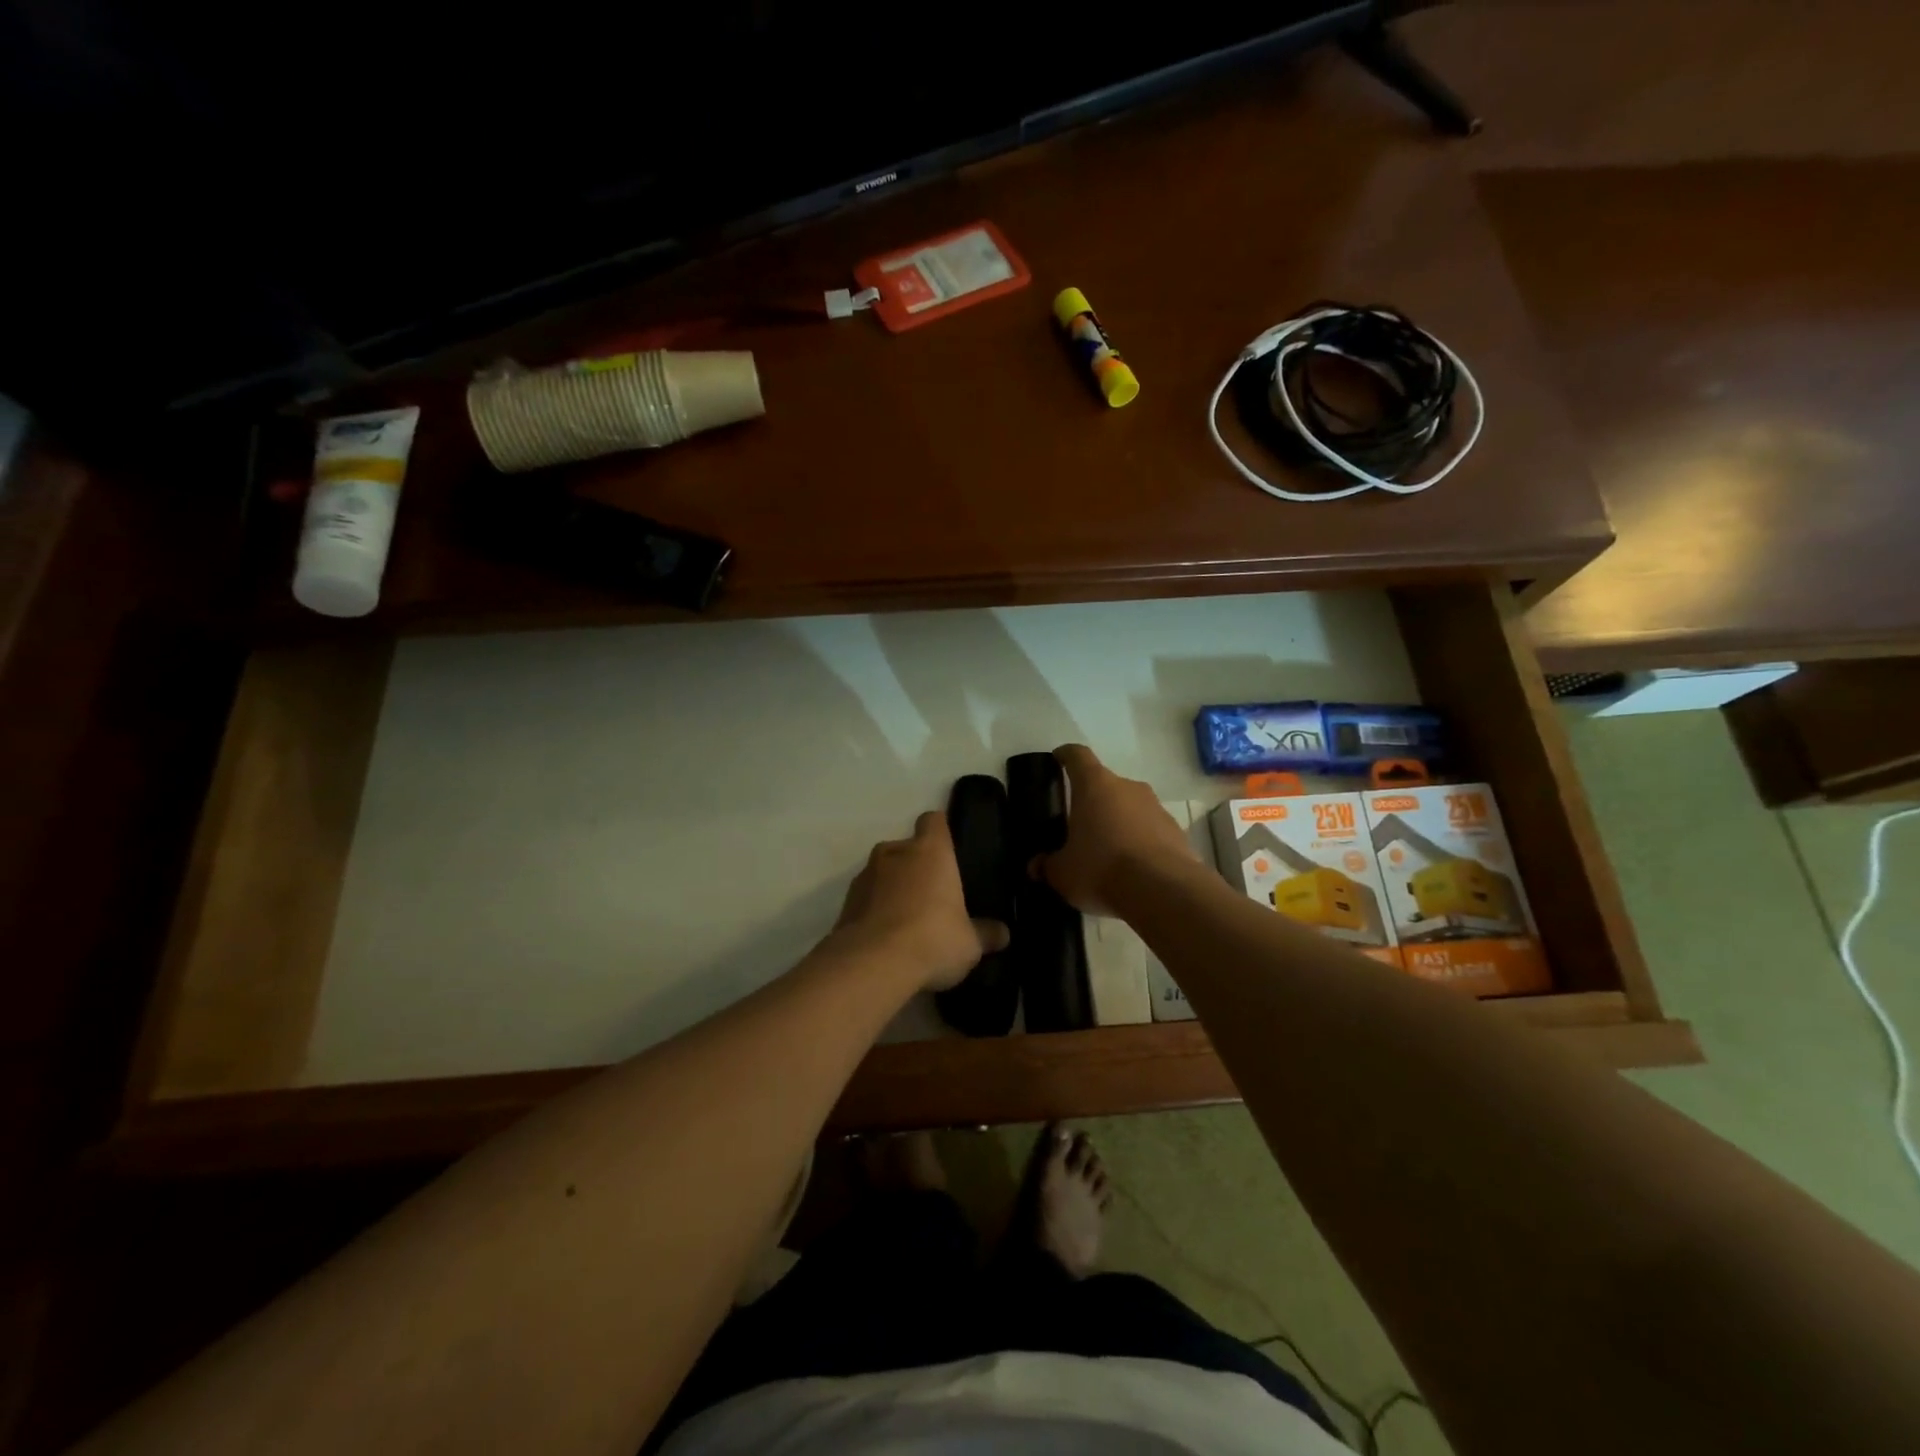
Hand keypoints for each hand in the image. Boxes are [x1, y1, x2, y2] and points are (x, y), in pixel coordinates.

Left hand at [834, 811, 1010, 991]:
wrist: (872, 964)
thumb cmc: (933, 939)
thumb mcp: (970, 943)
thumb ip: (986, 934)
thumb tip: (1004, 934)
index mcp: (930, 851)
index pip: (934, 821)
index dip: (940, 831)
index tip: (949, 850)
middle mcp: (895, 853)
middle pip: (906, 847)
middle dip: (916, 866)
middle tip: (932, 896)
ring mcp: (865, 876)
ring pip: (883, 872)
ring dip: (893, 888)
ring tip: (907, 920)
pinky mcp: (845, 902)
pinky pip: (866, 898)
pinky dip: (874, 910)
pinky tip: (886, 938)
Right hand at [1040, 744, 1197, 915]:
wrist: (1163, 891)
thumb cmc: (1102, 868)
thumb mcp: (1063, 873)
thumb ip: (1048, 866)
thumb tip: (1036, 866)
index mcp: (1095, 786)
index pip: (1077, 756)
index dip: (1066, 755)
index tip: (1058, 758)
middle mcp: (1128, 787)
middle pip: (1106, 784)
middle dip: (1093, 801)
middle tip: (1079, 825)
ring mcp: (1156, 807)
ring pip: (1130, 807)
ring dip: (1118, 822)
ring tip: (1107, 851)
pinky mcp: (1177, 831)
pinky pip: (1151, 830)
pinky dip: (1140, 841)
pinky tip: (1132, 868)